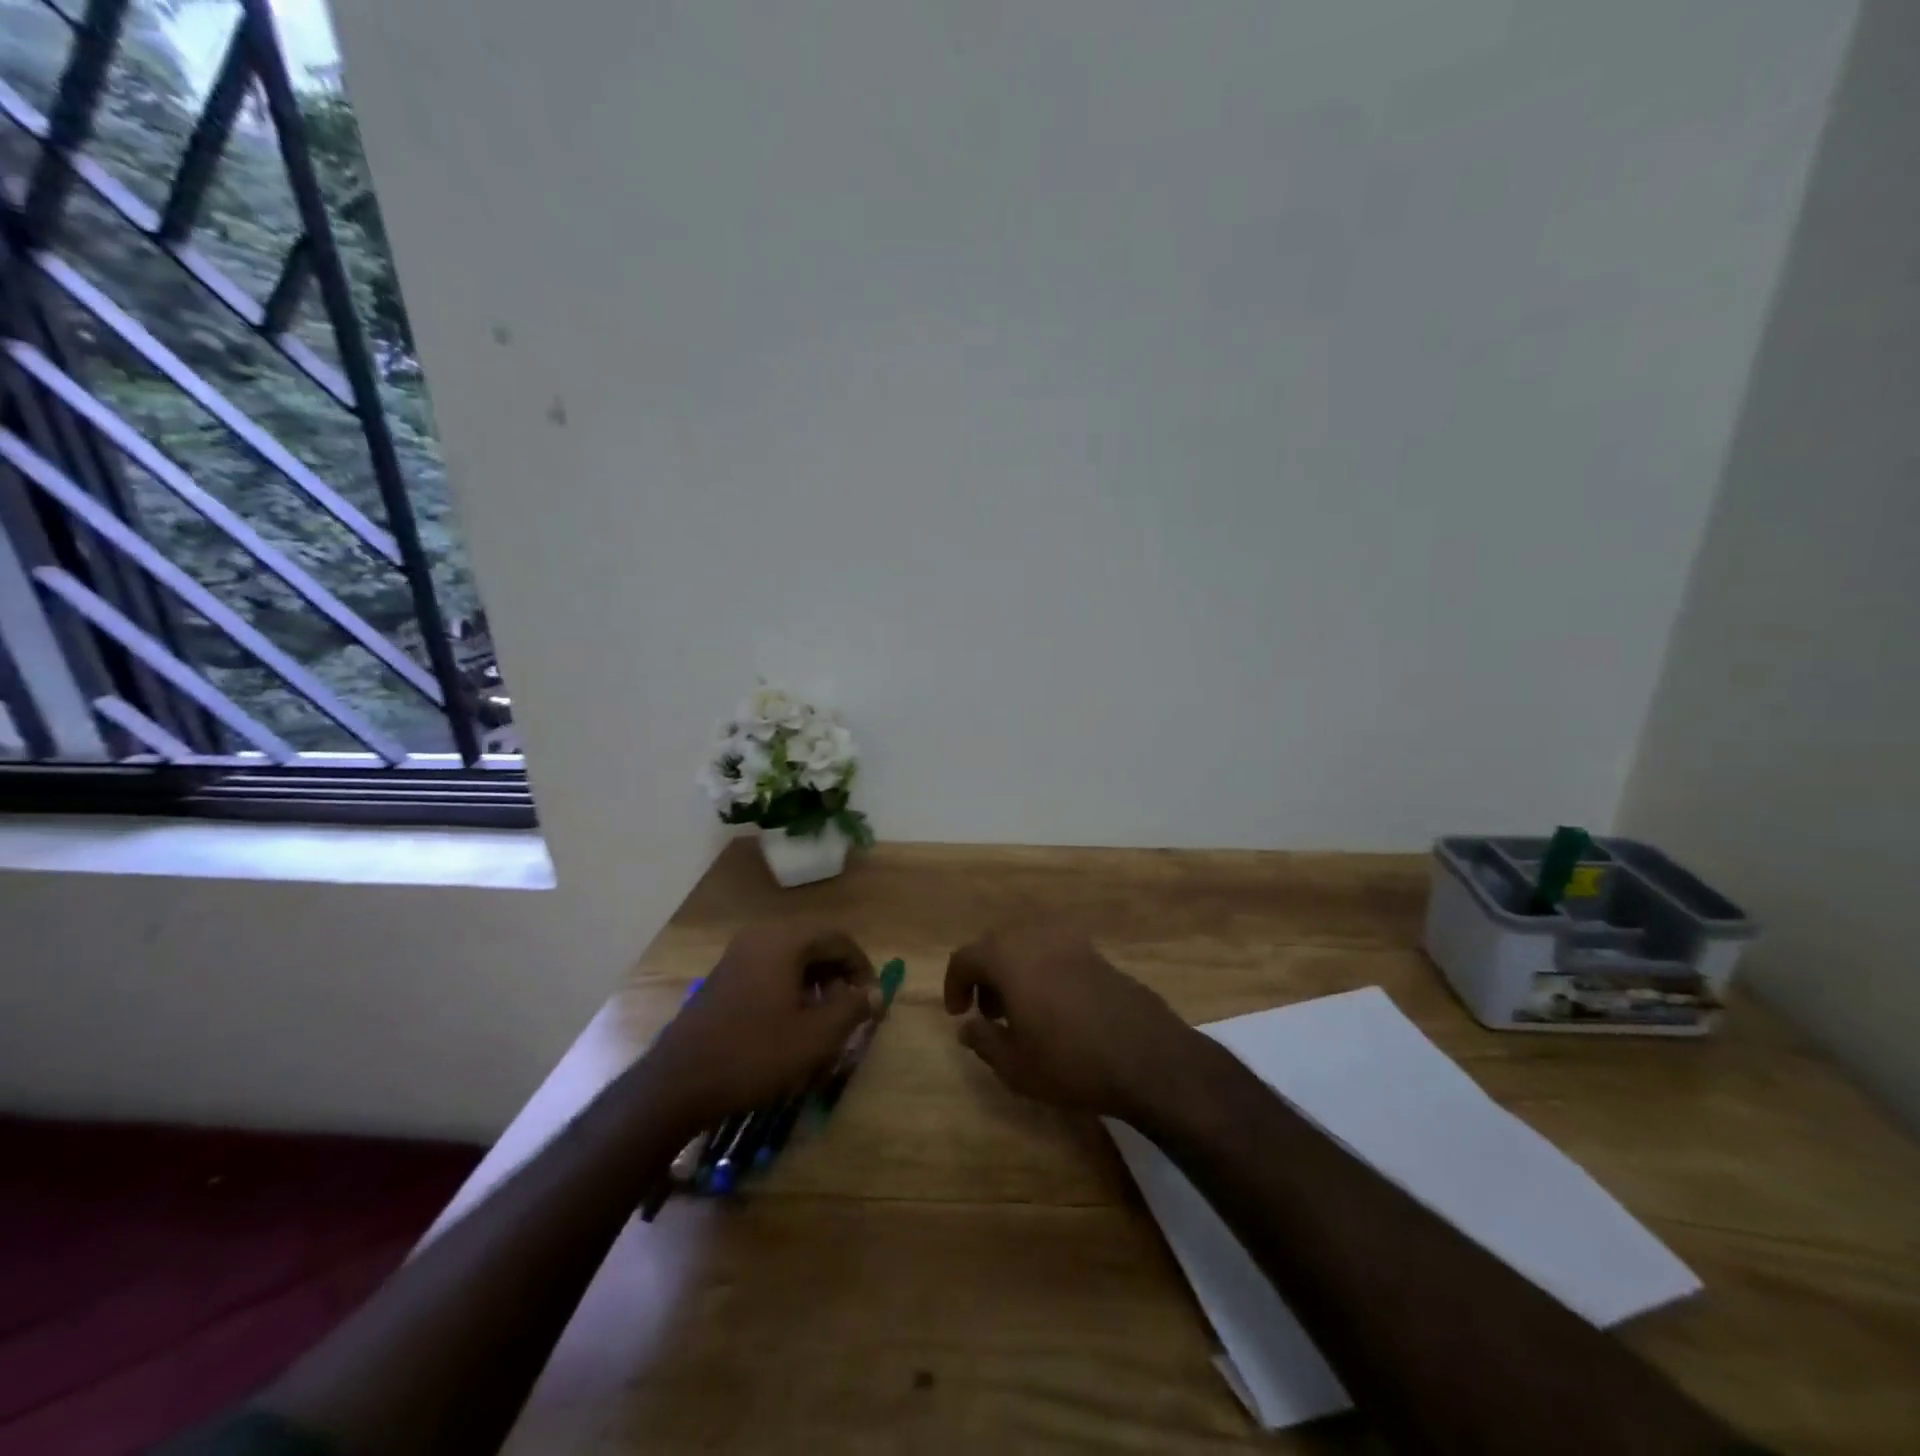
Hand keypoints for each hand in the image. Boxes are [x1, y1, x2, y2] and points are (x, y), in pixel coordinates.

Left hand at [646, 922, 881, 1128]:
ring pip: (793, 959)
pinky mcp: (724, 977)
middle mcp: (760, 936)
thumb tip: (874, 993)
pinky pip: (771, 970)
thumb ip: (852, 1008)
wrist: (678, 1084)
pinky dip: (791, 989)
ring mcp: (738, 955)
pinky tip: (792, 1024)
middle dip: (839, 976)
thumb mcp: (815, 1036)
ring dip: (817, 984)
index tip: (872, 1002)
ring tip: (826, 1021)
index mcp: (784, 940)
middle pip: (815, 945)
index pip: (838, 939)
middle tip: (852, 1011)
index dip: (862, 968)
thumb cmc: (753, 1055)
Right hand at [944, 925, 1194, 1119]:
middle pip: (997, 944)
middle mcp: (1037, 938)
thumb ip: (984, 1041)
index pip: (966, 957)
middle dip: (986, 975)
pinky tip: (1055, 1008)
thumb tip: (967, 1027)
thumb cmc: (1070, 1061)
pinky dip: (1044, 971)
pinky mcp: (1098, 954)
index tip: (958, 1014)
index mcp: (1009, 957)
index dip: (955, 983)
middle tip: (988, 1013)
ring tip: (1021, 1012)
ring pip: (1029, 946)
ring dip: (1016, 971)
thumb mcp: (1015, 1065)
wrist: (1147, 1056)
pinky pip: (1056, 953)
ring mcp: (1072, 942)